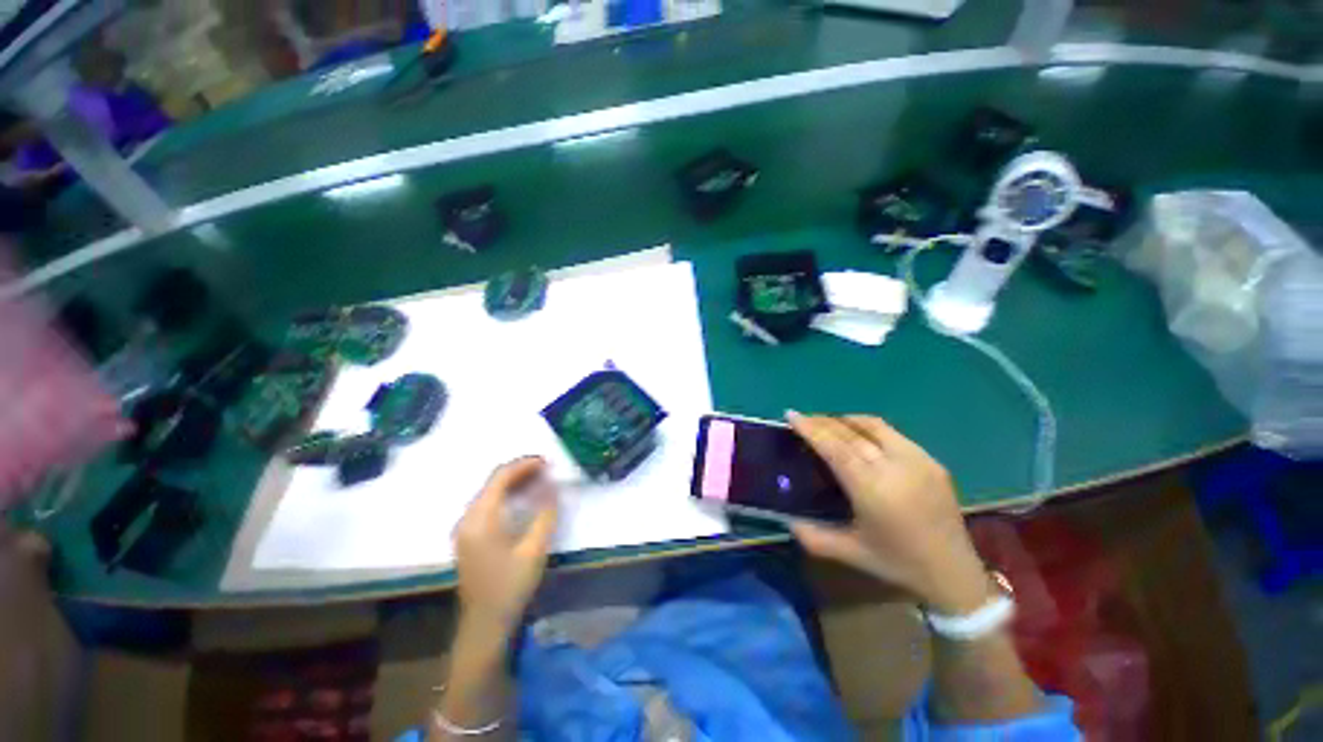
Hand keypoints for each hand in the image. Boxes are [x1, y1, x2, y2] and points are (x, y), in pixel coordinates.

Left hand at [453, 458, 559, 631]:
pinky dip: (507, 495)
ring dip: (514, 482)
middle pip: (493, 482)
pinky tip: (523, 499)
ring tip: (540, 480)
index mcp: (480, 519)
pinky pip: (488, 504)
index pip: (500, 477)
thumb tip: (553, 485)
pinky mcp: (469, 536)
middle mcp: (467, 518)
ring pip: (490, 492)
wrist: (484, 624)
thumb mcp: (534, 549)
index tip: (548, 462)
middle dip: (521, 471)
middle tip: (548, 470)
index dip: (524, 465)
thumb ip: (545, 513)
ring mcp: (465, 528)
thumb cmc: (510, 587)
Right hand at [786, 412, 992, 613]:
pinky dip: (868, 427)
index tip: (791, 415)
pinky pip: (892, 433)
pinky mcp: (931, 461)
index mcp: (872, 489)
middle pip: (850, 433)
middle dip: (822, 422)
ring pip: (873, 426)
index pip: (834, 448)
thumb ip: (813, 536)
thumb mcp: (850, 553)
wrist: (954, 573)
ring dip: (845, 420)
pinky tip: (858, 434)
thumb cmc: (897, 564)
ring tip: (827, 422)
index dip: (810, 429)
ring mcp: (917, 461)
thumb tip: (787, 519)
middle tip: (803, 418)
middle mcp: (895, 468)